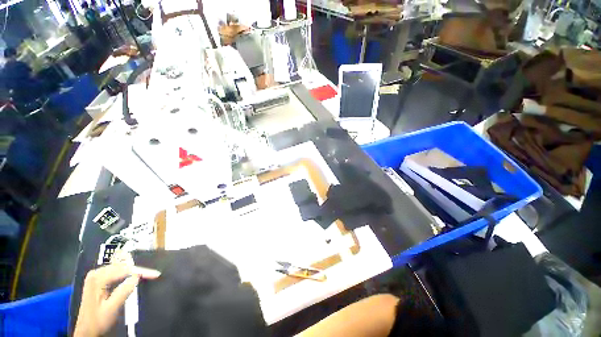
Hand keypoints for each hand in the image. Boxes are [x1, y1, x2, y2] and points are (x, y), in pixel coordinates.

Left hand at [74, 263, 159, 336]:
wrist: (86, 330)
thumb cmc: (99, 321)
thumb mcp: (112, 308)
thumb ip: (123, 291)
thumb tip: (137, 277)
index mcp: (98, 279)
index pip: (124, 270)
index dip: (141, 271)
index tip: (155, 274)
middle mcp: (96, 273)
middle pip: (122, 267)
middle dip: (138, 270)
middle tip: (152, 274)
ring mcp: (96, 276)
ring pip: (119, 268)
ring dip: (133, 271)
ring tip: (146, 274)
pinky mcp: (97, 279)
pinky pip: (115, 272)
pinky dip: (126, 274)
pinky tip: (132, 276)